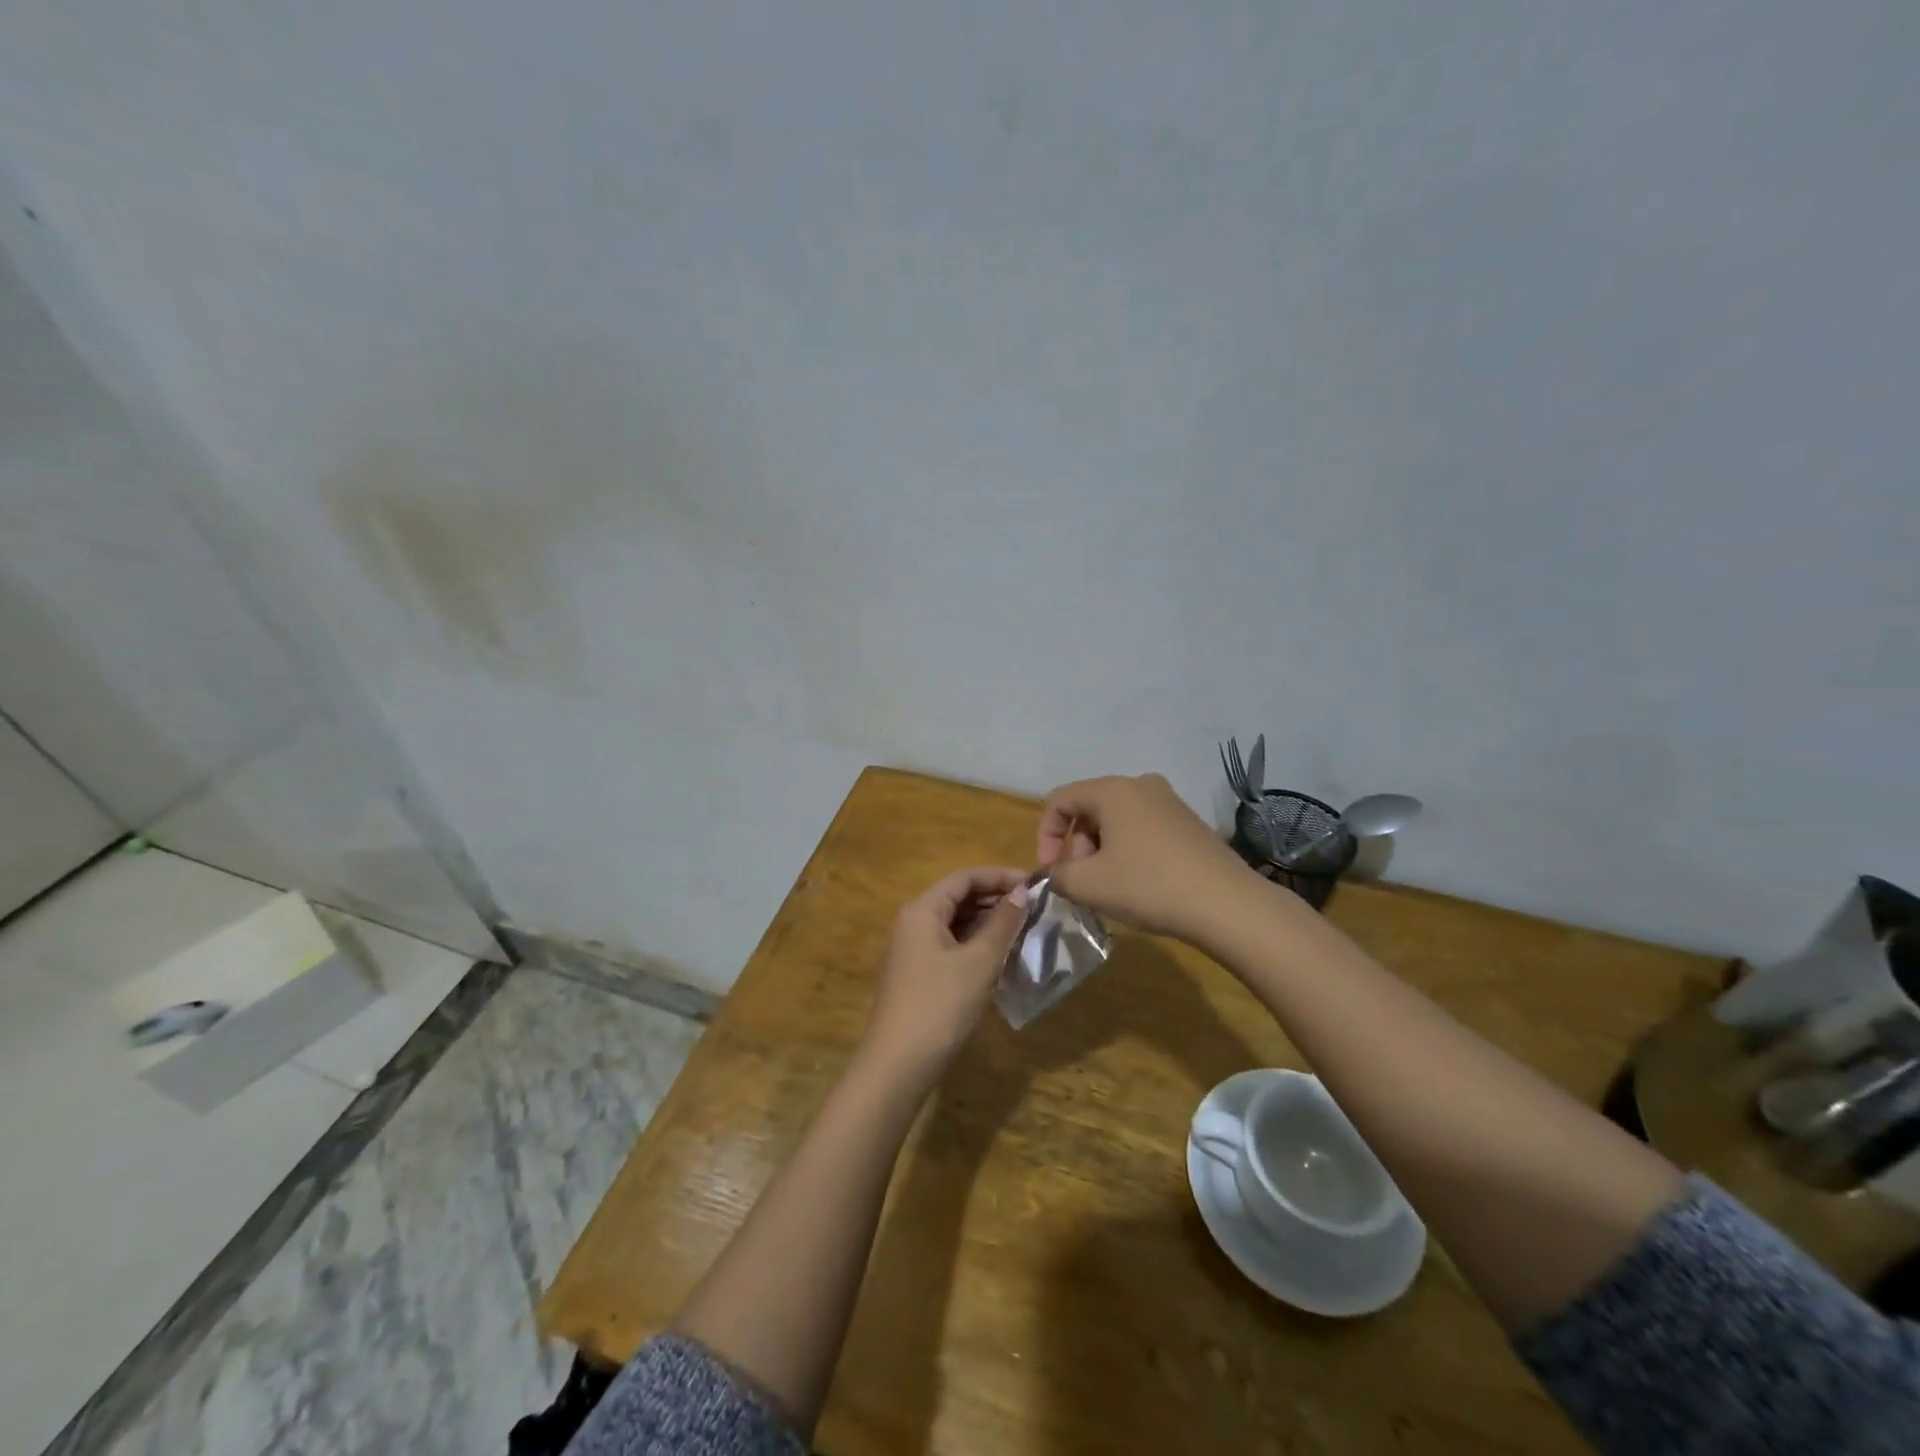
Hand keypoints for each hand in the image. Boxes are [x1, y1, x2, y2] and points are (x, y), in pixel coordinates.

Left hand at [860, 866, 1029, 1082]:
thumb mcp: (979, 961)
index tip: (1035, 885)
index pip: (964, 877)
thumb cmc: (940, 1005)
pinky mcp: (919, 974)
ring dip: (988, 922)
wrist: (899, 1065)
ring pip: (955, 922)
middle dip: (996, 898)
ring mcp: (913, 950)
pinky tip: (1001, 954)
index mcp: (922, 910)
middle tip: (1035, 907)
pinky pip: (951, 944)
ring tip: (1025, 928)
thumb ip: (1002, 923)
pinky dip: (976, 943)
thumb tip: (1023, 892)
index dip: (1000, 876)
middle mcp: (913, 922)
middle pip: (958, 897)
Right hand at [1036, 773, 1259, 944]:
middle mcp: (1140, 784)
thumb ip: (1057, 875)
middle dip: (1076, 847)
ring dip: (1101, 852)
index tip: (1050, 871)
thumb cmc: (1149, 886)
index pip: (1059, 800)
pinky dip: (1128, 852)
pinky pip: (1142, 829)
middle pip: (1089, 809)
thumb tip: (1054, 873)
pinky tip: (1138, 884)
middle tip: (1082, 884)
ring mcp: (1169, 801)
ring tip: (1109, 888)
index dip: (1045, 835)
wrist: (1228, 905)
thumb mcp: (1088, 885)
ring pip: (1116, 821)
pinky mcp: (1189, 822)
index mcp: (1112, 789)